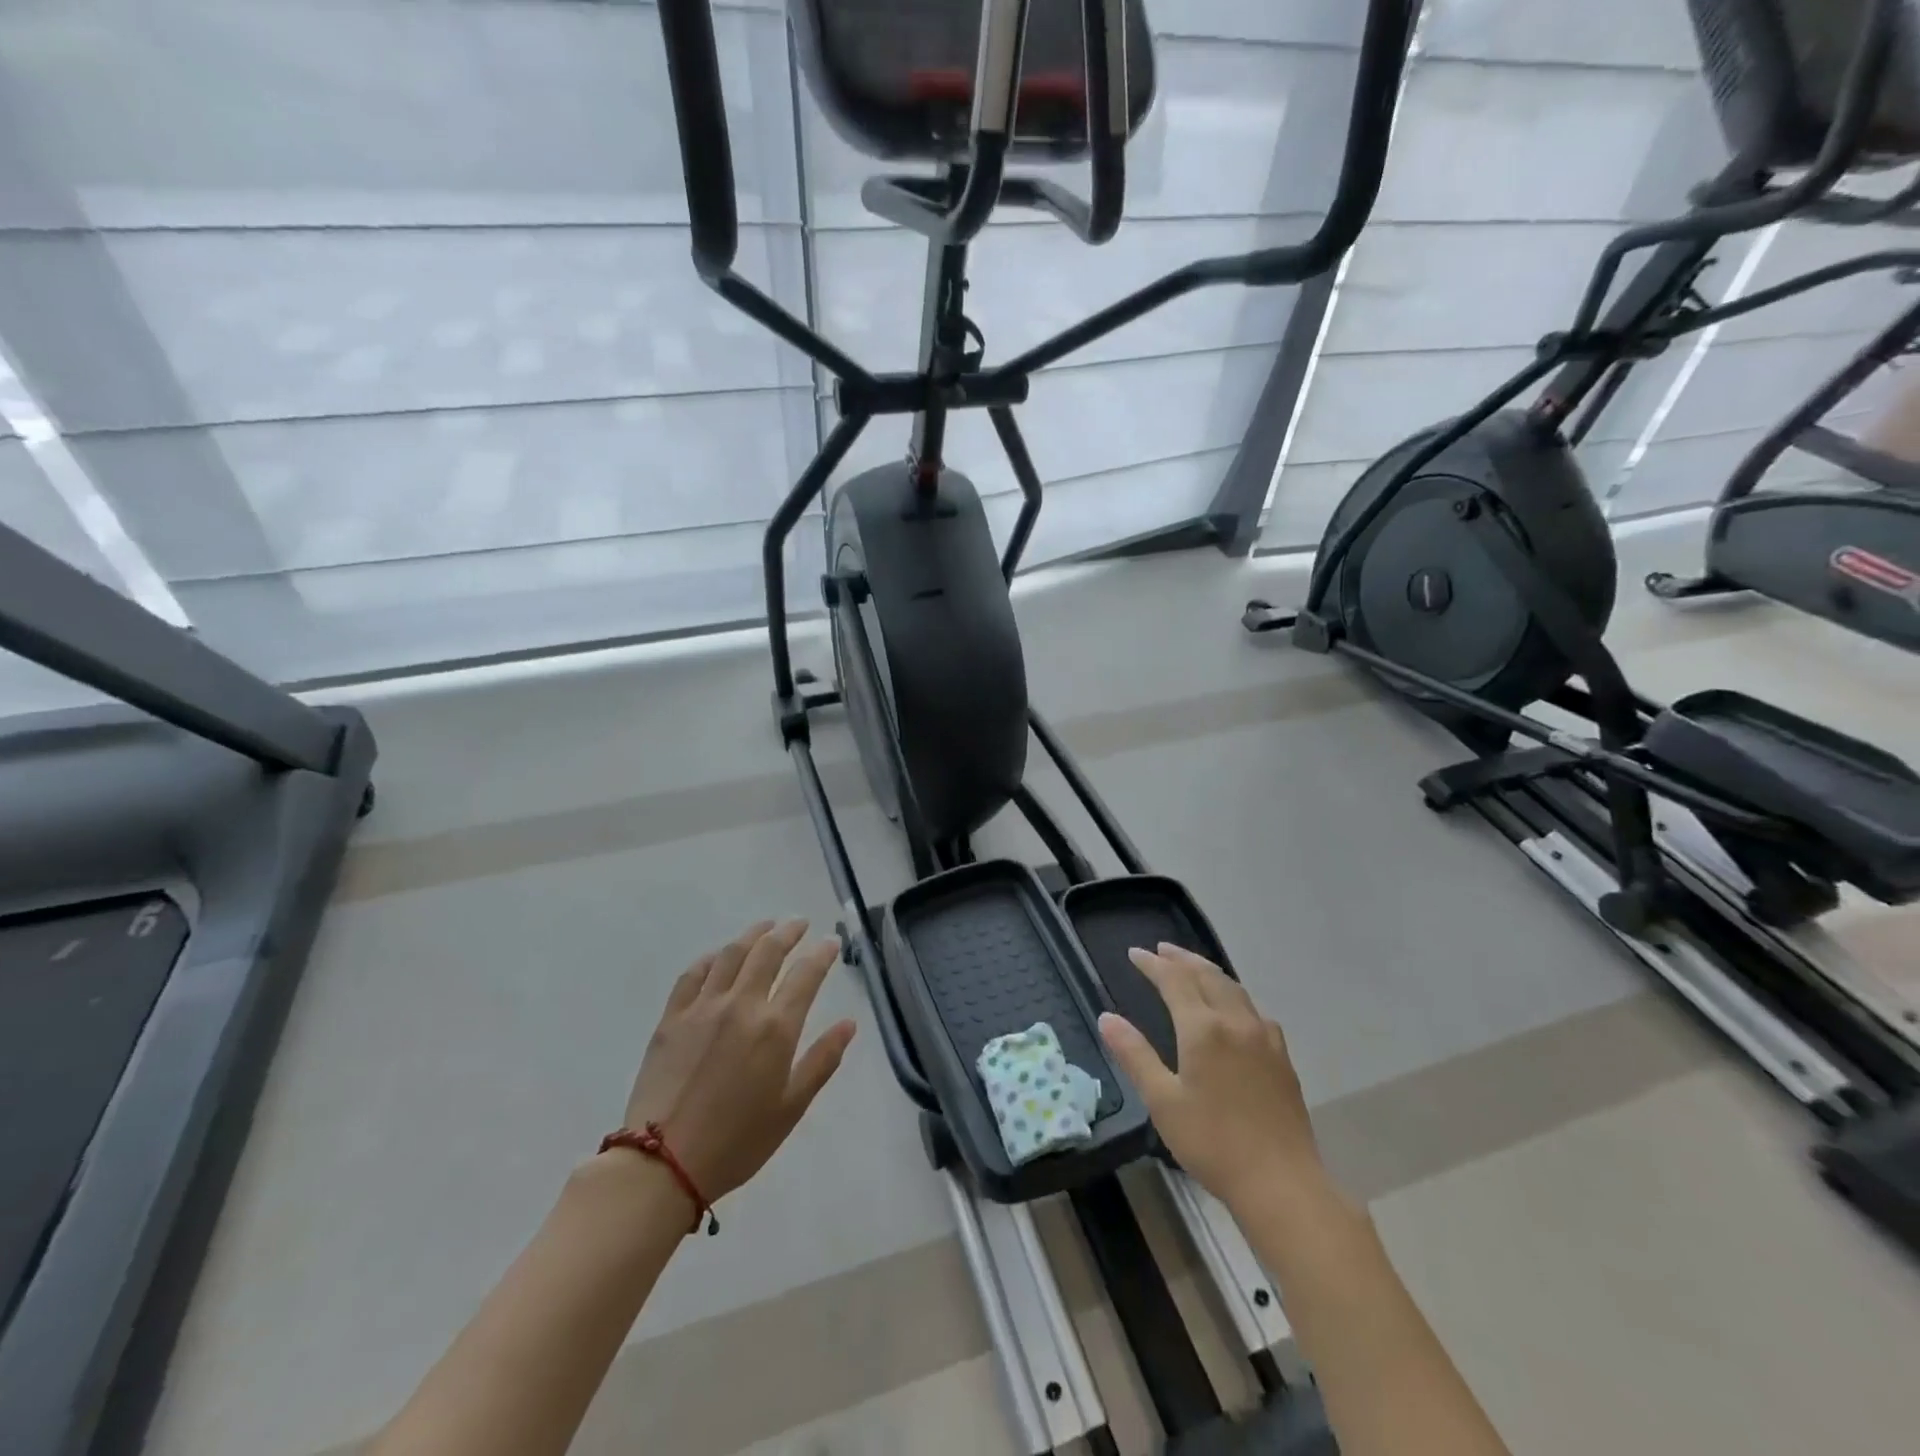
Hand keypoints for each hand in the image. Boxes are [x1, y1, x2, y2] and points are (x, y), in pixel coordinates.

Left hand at [621, 920, 856, 1209]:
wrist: (663, 1163)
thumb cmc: (737, 1141)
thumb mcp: (791, 1107)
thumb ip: (822, 1060)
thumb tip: (849, 1024)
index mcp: (775, 1027)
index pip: (806, 974)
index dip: (822, 953)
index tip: (831, 943)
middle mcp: (741, 1005)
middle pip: (768, 952)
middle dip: (788, 932)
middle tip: (800, 924)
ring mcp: (703, 1007)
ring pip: (731, 954)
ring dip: (752, 934)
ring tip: (765, 927)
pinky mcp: (671, 1018)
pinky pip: (693, 974)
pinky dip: (711, 958)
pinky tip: (718, 957)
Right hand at [1098, 943, 1325, 1212]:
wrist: (1282, 1183)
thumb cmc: (1213, 1143)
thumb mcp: (1163, 1101)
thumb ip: (1135, 1055)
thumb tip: (1107, 1017)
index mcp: (1203, 1029)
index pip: (1174, 980)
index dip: (1153, 964)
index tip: (1134, 953)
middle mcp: (1235, 1022)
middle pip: (1207, 975)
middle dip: (1182, 959)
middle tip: (1161, 950)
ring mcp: (1264, 1038)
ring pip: (1233, 988)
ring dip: (1208, 972)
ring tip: (1192, 968)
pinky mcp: (1281, 1057)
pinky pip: (1253, 1009)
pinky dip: (1233, 995)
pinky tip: (1233, 1009)